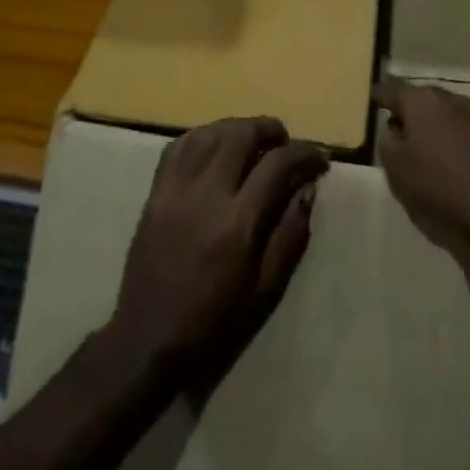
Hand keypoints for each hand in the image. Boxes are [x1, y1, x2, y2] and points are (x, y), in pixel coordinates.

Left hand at [109, 117, 328, 389]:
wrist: (149, 340)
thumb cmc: (214, 323)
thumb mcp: (266, 290)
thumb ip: (290, 235)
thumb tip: (307, 189)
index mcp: (238, 222)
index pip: (277, 164)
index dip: (305, 153)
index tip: (320, 157)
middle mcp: (206, 194)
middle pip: (240, 135)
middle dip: (269, 129)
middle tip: (284, 141)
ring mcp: (175, 190)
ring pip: (208, 133)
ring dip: (235, 128)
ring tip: (251, 140)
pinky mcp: (154, 194)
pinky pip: (177, 147)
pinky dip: (201, 137)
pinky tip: (213, 147)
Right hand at [375, 81, 469, 256]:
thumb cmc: (439, 188)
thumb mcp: (396, 170)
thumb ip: (387, 143)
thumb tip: (394, 130)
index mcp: (423, 103)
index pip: (394, 90)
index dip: (382, 96)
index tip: (375, 99)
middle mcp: (454, 101)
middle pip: (426, 100)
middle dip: (414, 111)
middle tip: (403, 128)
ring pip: (454, 116)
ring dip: (442, 127)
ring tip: (434, 148)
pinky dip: (466, 144)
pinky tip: (464, 165)